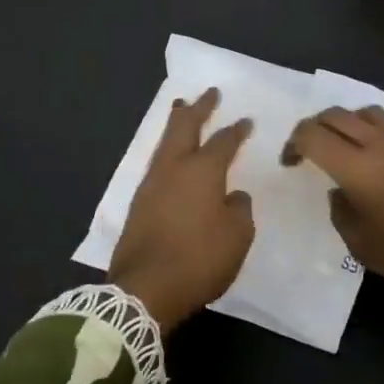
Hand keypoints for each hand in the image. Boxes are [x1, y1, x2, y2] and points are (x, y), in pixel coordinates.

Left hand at [109, 88, 254, 331]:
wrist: (145, 289)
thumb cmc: (199, 259)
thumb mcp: (237, 237)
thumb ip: (239, 210)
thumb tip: (231, 197)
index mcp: (202, 171)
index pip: (223, 142)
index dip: (236, 130)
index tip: (246, 120)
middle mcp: (173, 169)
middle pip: (183, 127)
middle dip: (197, 108)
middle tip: (208, 93)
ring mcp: (150, 185)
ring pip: (164, 144)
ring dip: (176, 125)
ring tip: (181, 111)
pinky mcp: (138, 204)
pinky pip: (156, 165)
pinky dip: (167, 151)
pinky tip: (170, 157)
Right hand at [281, 106, 383, 329]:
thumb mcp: (365, 248)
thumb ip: (342, 213)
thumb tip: (339, 191)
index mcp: (359, 169)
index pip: (313, 135)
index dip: (294, 144)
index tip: (291, 163)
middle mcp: (382, 145)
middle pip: (336, 115)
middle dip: (314, 127)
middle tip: (308, 151)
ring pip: (366, 112)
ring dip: (345, 123)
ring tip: (343, 149)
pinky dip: (372, 132)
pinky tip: (376, 161)